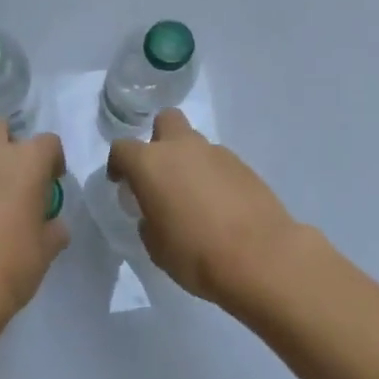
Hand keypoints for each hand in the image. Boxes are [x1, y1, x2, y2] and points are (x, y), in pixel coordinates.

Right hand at [108, 109, 299, 303]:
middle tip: (161, 173)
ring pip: (195, 143)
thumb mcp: (156, 246)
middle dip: (159, 139)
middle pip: (166, 121)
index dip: (118, 164)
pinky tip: (220, 206)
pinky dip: (213, 176)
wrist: (260, 257)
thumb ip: (149, 221)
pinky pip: (219, 163)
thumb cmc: (195, 254)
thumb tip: (155, 213)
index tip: (122, 183)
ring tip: (194, 197)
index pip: (122, 148)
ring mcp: (217, 153)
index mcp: (151, 164)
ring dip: (189, 161)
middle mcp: (182, 148)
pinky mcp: (244, 166)